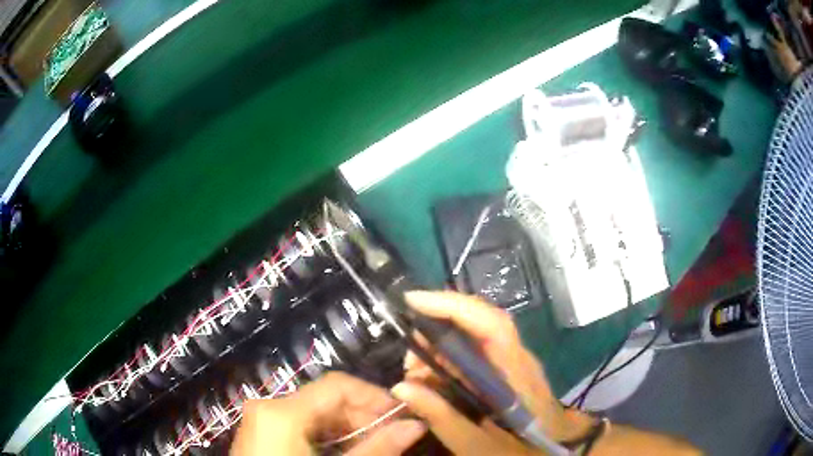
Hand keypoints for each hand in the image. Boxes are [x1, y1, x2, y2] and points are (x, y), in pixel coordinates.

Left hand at [231, 371, 425, 455]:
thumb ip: (377, 448)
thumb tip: (416, 425)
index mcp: (282, 412)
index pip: (337, 385)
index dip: (374, 396)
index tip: (402, 416)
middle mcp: (268, 407)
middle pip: (326, 399)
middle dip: (363, 416)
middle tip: (392, 437)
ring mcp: (261, 420)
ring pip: (314, 413)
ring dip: (347, 427)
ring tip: (372, 447)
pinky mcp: (261, 433)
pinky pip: (300, 425)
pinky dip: (327, 435)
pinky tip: (344, 452)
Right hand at [391, 291, 595, 454]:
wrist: (555, 450)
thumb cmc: (519, 450)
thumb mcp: (477, 445)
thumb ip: (442, 418)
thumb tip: (401, 388)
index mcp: (516, 374)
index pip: (491, 325)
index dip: (453, 307)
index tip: (414, 301)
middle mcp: (518, 358)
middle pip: (480, 322)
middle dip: (437, 329)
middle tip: (409, 362)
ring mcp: (515, 360)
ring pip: (475, 334)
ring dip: (441, 345)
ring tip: (417, 375)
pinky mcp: (509, 367)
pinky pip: (476, 350)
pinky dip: (450, 357)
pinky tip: (435, 379)